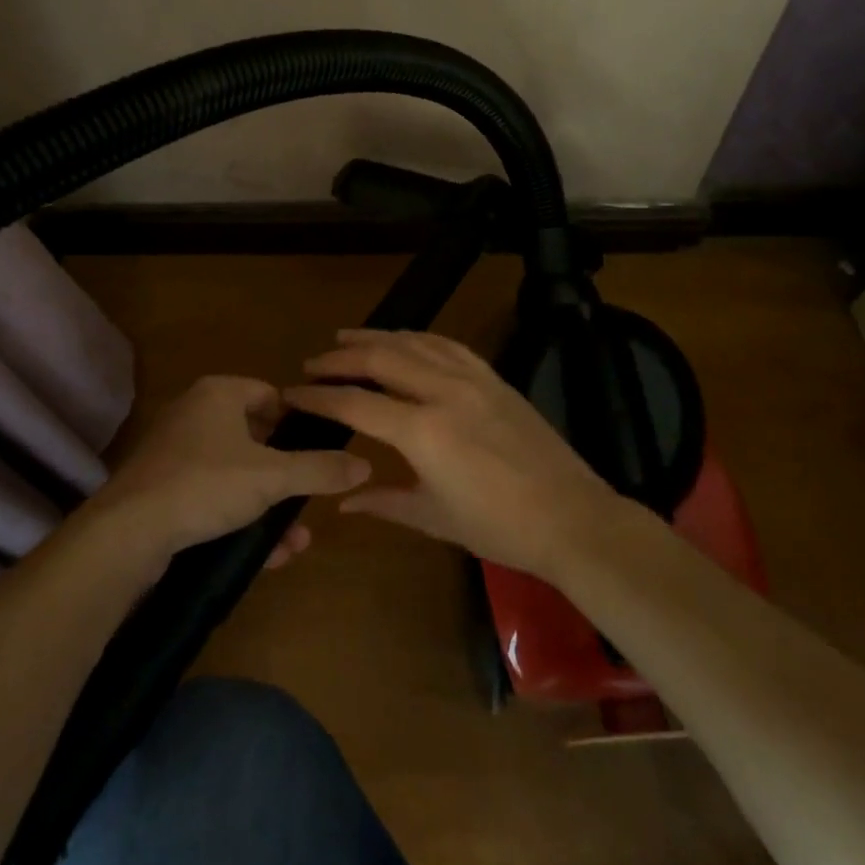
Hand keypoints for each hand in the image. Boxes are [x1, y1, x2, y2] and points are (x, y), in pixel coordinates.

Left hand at [89, 375, 371, 572]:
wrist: (127, 532)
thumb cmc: (205, 484)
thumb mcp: (272, 477)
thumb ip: (320, 469)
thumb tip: (365, 463)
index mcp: (219, 393)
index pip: (271, 395)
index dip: (298, 422)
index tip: (321, 453)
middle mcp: (195, 414)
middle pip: (256, 439)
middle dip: (286, 477)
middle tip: (309, 501)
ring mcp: (176, 453)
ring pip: (237, 475)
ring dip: (268, 507)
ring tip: (295, 542)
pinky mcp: (163, 489)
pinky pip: (213, 498)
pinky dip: (240, 519)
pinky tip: (267, 556)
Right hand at [284, 329, 620, 581]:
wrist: (571, 517)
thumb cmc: (498, 527)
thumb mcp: (434, 519)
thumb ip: (384, 502)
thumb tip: (343, 501)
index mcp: (422, 431)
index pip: (356, 403)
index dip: (320, 397)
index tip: (294, 393)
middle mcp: (442, 392)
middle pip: (380, 358)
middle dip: (341, 357)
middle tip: (314, 362)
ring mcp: (471, 379)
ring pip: (413, 343)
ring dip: (376, 337)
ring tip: (347, 338)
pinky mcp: (493, 377)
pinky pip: (448, 345)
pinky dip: (418, 338)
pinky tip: (406, 340)